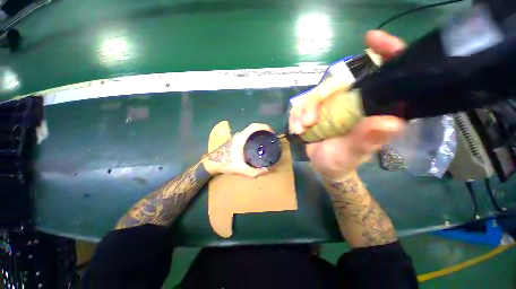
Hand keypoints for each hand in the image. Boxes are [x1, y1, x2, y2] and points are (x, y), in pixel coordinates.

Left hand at [204, 123, 273, 177]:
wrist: (211, 163)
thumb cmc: (225, 163)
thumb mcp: (240, 169)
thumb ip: (254, 172)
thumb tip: (267, 170)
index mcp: (241, 138)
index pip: (254, 126)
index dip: (264, 127)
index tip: (272, 132)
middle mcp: (239, 135)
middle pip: (253, 128)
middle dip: (264, 130)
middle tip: (271, 138)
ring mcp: (237, 137)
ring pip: (250, 131)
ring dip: (259, 133)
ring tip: (266, 141)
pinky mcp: (235, 140)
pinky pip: (247, 135)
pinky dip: (254, 136)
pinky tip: (257, 145)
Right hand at [289, 30, 405, 178]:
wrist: (323, 165)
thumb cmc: (341, 161)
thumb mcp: (352, 153)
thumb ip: (366, 140)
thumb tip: (390, 122)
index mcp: (374, 109)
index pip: (388, 74)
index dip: (386, 52)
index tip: (372, 39)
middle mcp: (354, 102)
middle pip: (335, 85)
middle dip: (316, 102)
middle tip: (308, 122)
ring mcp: (333, 105)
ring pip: (314, 95)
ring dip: (302, 112)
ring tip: (301, 129)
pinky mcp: (317, 110)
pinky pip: (302, 105)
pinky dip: (296, 116)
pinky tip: (297, 129)